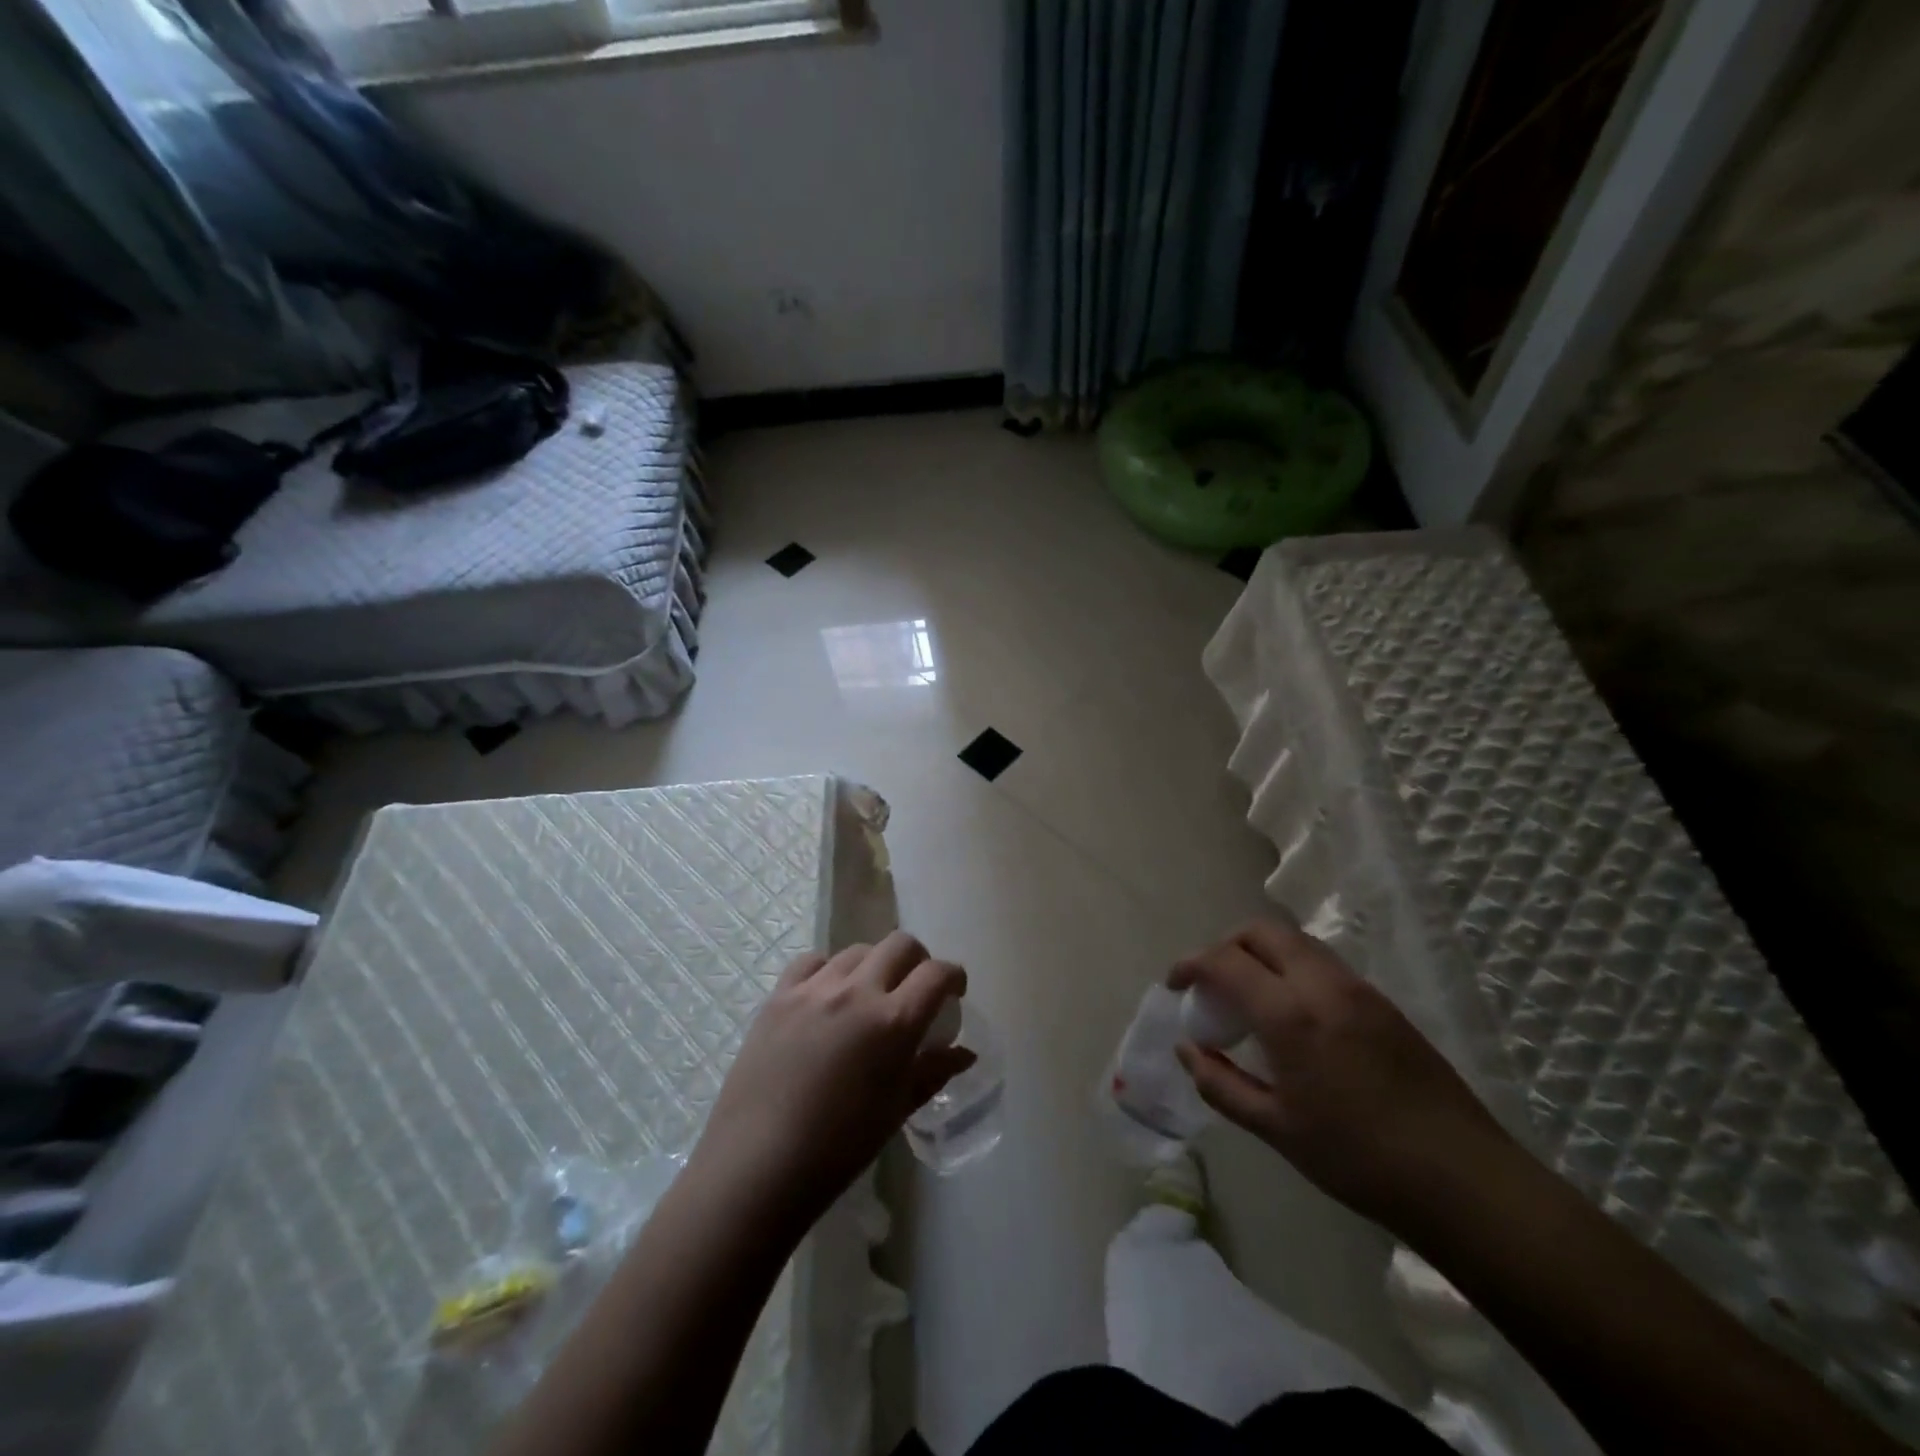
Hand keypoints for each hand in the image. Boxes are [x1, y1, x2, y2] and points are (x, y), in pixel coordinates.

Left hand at [693, 931, 973, 1225]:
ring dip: (874, 965)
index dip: (954, 976)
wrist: (758, 1165)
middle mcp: (857, 991)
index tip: (955, 991)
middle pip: (900, 945)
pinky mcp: (779, 995)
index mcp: (893, 1022)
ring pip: (857, 950)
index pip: (937, 974)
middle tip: (916, 988)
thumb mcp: (896, 1110)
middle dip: (918, 961)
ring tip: (869, 995)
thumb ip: (933, 1072)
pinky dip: (829, 970)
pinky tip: (827, 995)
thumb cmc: (838, 1148)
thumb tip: (964, 1053)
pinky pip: (813, 962)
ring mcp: (814, 988)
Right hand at [1171, 918, 1514, 1229]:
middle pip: (1261, 931)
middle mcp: (1322, 984)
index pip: (1224, 961)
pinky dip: (1292, 968)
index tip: (1175, 985)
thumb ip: (1220, 1084)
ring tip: (1249, 995)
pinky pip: (1323, 963)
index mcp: (1289, 1013)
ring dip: (1261, 952)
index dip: (1190, 965)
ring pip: (1296, 941)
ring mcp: (1358, 989)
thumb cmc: (1357, 1158)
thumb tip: (1186, 1050)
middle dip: (1225, 945)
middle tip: (1210, 981)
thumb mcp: (1275, 1128)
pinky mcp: (1383, 1002)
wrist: (1463, 1179)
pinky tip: (1293, 1013)